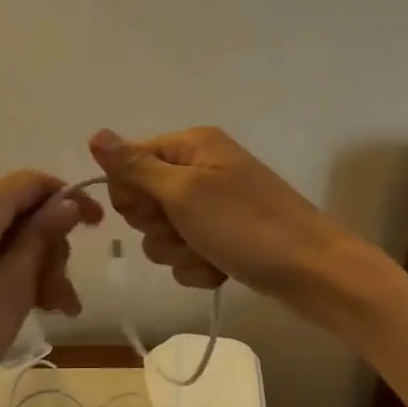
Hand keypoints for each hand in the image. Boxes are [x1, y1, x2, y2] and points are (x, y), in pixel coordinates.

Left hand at [0, 171, 101, 406]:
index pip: (35, 182)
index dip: (70, 200)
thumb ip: (41, 239)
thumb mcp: (12, 288)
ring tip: (50, 311)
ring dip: (29, 264)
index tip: (98, 229)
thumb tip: (67, 203)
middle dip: (49, 247)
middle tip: (63, 299)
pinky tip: (17, 304)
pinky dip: (1, 268)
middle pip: (18, 209)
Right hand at [87, 127, 350, 300]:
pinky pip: (185, 254)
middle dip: (157, 225)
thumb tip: (94, 134)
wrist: (312, 272)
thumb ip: (135, 167)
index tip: (152, 210)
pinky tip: (220, 269)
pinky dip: (197, 266)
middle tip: (184, 230)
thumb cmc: (246, 225)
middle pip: (143, 199)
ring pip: (161, 233)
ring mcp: (211, 206)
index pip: (129, 161)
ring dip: (178, 251)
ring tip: (209, 254)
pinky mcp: (221, 238)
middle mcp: (199, 169)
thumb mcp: (184, 192)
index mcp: (191, 147)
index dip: (130, 191)